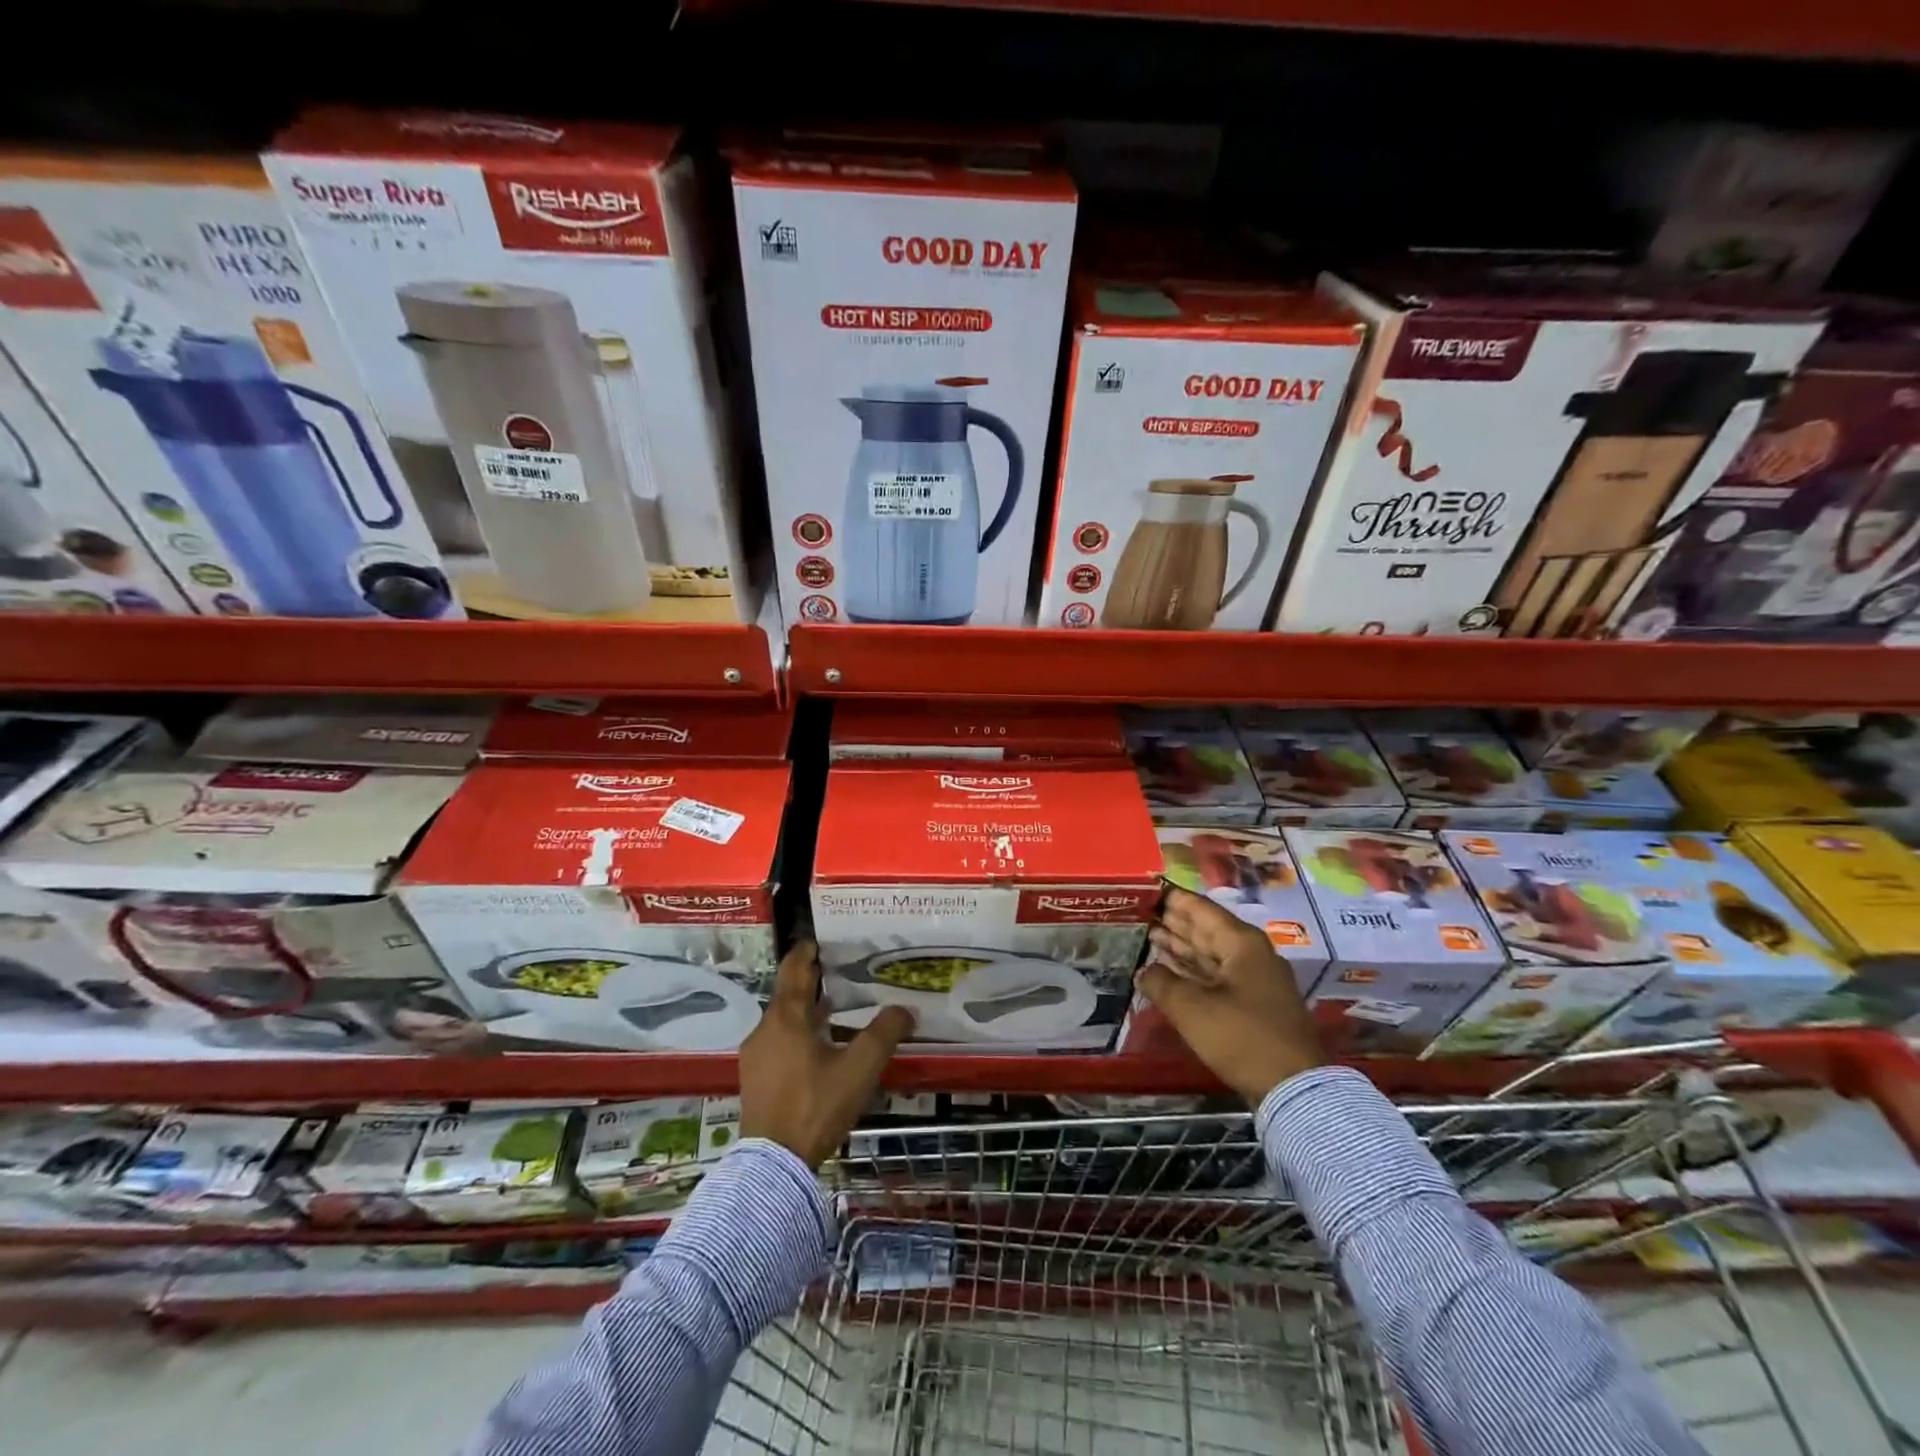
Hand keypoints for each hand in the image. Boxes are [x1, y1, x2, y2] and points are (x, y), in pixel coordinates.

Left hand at [739, 940, 914, 1168]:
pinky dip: (798, 1034)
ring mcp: (756, 1055)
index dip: (807, 951)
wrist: (773, 1165)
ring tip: (836, 1011)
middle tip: (841, 974)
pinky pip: (778, 1042)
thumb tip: (905, 1009)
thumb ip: (884, 1034)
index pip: (794, 969)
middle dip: (813, 981)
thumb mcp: (859, 1068)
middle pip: (789, 994)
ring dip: (807, 1011)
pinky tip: (819, 1049)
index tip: (821, 940)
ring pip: (783, 1020)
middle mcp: (765, 1029)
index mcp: (787, 1017)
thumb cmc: (816, 1105)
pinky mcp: (755, 1079)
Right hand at [1138, 886, 1324, 1105]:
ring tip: (1151, 936)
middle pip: (1207, 930)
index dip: (1174, 899)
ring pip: (1212, 954)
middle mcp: (1251, 954)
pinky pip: (1217, 976)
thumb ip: (1162, 983)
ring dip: (1183, 946)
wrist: (1294, 1088)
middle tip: (1144, 912)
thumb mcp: (1192, 1009)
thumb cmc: (1241, 1037)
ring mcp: (1255, 980)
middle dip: (1176, 922)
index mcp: (1241, 944)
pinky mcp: (1254, 1005)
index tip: (1149, 890)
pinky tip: (1172, 971)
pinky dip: (1194, 971)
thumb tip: (1144, 971)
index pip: (1201, 909)